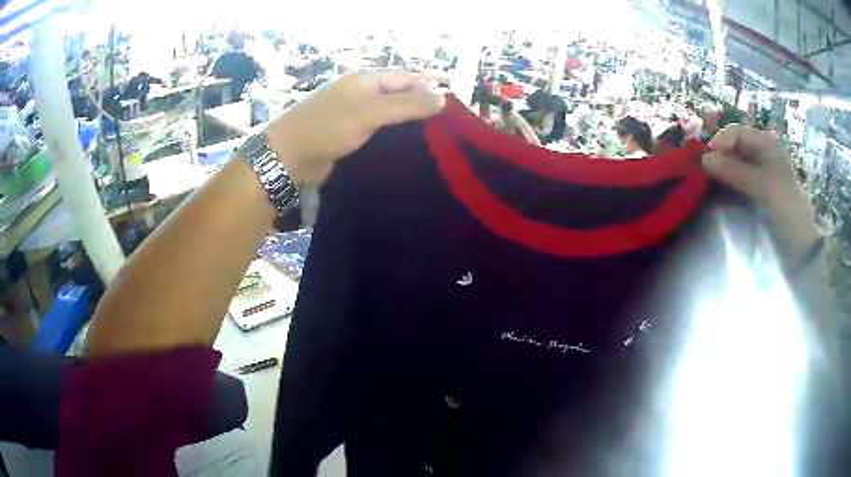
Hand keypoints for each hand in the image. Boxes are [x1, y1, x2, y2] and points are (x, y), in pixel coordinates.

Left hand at [266, 71, 444, 183]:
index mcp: (367, 80)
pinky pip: (380, 131)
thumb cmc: (328, 127)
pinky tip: (410, 149)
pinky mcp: (350, 134)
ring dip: (410, 124)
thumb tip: (442, 98)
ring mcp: (355, 114)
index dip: (432, 87)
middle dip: (423, 106)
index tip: (455, 105)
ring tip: (437, 139)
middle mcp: (362, 93)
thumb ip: (406, 105)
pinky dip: (395, 137)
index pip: (408, 78)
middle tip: (449, 126)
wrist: (289, 156)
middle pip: (401, 95)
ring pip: (391, 115)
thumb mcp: (370, 112)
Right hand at [702, 124, 819, 265]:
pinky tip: (718, 199)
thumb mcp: (763, 187)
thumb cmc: (786, 209)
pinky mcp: (756, 195)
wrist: (800, 247)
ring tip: (708, 189)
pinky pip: (736, 185)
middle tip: (704, 177)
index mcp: (766, 145)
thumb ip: (735, 172)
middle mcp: (761, 156)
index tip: (707, 162)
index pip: (736, 133)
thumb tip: (704, 159)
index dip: (720, 143)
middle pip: (733, 149)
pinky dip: (726, 189)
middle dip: (718, 160)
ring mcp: (758, 176)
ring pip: (733, 167)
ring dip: (720, 175)